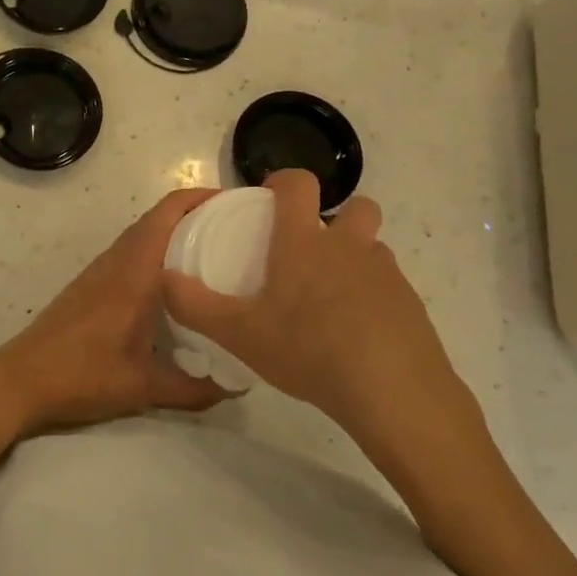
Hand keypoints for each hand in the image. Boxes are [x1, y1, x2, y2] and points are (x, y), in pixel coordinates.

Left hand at [0, 188, 232, 435]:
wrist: (23, 378)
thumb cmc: (84, 375)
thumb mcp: (144, 388)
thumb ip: (194, 389)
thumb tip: (236, 387)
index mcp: (135, 273)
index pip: (166, 216)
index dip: (197, 198)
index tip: (232, 202)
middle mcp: (118, 261)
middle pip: (156, 218)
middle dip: (193, 212)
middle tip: (232, 226)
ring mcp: (100, 269)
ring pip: (141, 234)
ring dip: (172, 230)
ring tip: (211, 248)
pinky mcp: (90, 282)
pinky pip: (129, 251)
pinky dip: (154, 249)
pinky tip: (172, 280)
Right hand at [162, 171, 488, 486]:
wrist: (394, 393)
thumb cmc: (309, 350)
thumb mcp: (240, 334)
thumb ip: (195, 305)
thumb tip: (165, 279)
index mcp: (304, 242)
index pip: (299, 184)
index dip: (285, 182)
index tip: (271, 199)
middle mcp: (348, 246)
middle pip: (357, 207)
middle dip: (339, 218)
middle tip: (313, 251)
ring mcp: (386, 275)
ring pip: (374, 249)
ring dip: (357, 259)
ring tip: (333, 299)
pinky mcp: (412, 306)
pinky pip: (391, 288)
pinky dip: (375, 299)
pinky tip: (359, 335)